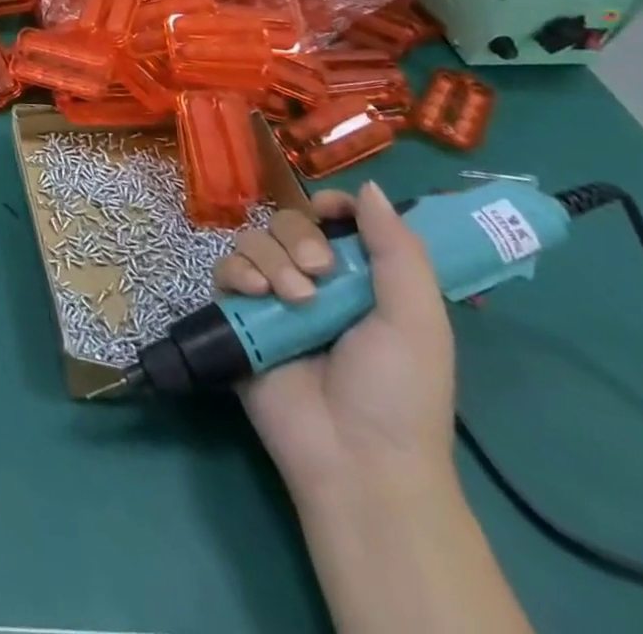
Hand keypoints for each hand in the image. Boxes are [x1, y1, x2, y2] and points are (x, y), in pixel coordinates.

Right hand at [216, 183, 455, 500]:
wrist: (353, 455)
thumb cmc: (398, 390)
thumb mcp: (418, 320)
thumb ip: (398, 250)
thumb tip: (371, 187)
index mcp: (360, 280)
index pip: (333, 220)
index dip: (329, 207)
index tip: (329, 213)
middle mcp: (313, 281)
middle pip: (286, 222)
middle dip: (298, 239)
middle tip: (318, 274)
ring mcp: (271, 298)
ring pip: (253, 241)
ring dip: (271, 261)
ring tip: (292, 300)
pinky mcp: (238, 315)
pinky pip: (224, 269)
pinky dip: (237, 273)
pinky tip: (255, 296)